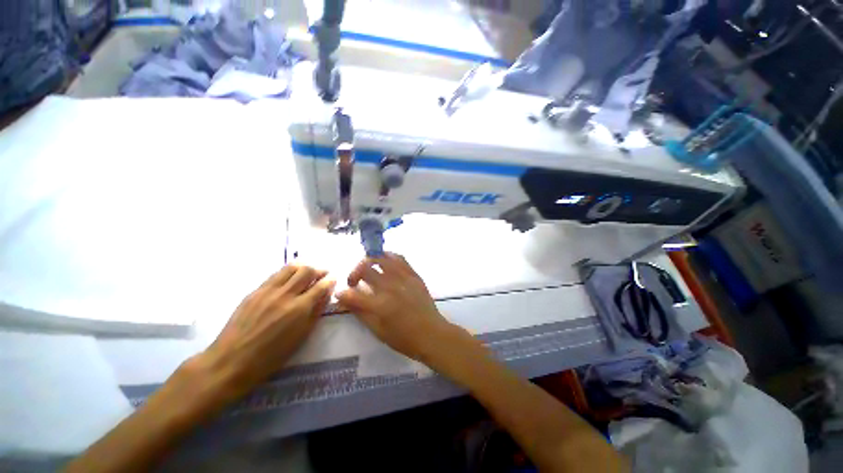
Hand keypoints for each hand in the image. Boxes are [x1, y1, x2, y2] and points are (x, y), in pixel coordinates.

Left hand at [202, 264, 334, 398]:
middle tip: (323, 274)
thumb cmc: (271, 356)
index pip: (321, 286)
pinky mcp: (254, 291)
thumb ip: (316, 312)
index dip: (330, 280)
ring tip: (307, 272)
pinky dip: (287, 272)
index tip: (334, 278)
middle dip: (319, 270)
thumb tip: (326, 294)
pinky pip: (275, 275)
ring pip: (290, 268)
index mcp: (299, 309)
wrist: (231, 361)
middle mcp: (285, 295)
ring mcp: (268, 291)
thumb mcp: (301, 337)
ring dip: (303, 267)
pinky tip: (289, 278)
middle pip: (307, 271)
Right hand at [335, 253, 456, 360]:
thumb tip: (345, 299)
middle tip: (354, 281)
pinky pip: (400, 258)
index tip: (341, 294)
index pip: (353, 293)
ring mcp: (404, 278)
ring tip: (368, 269)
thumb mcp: (378, 331)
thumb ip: (360, 313)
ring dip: (370, 261)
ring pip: (382, 258)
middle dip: (354, 273)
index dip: (343, 293)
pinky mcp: (414, 275)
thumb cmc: (404, 338)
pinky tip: (385, 262)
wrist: (431, 333)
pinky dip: (389, 257)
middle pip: (365, 269)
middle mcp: (390, 287)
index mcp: (380, 305)